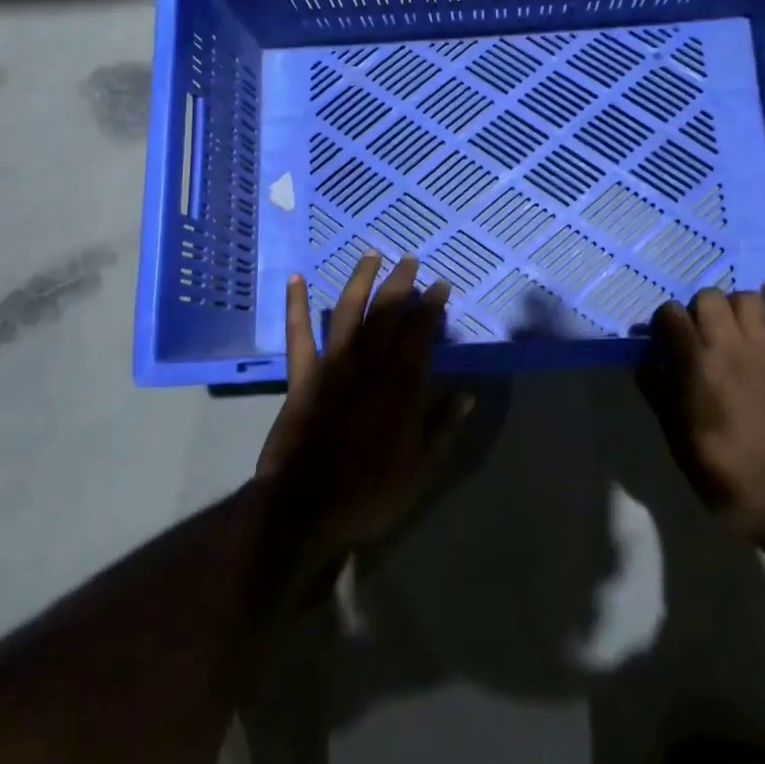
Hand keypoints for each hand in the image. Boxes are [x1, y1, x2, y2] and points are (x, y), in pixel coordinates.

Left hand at [257, 253, 473, 557]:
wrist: (305, 508)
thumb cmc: (369, 492)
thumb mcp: (421, 469)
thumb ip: (443, 426)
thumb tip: (468, 393)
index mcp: (401, 385)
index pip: (421, 333)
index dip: (431, 307)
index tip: (441, 286)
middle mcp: (369, 365)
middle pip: (387, 313)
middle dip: (401, 284)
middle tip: (411, 261)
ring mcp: (332, 366)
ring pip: (348, 312)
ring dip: (360, 280)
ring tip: (371, 254)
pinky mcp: (302, 376)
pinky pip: (298, 335)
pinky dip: (296, 306)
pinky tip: (296, 278)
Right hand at [637, 284, 764, 543]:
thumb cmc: (729, 479)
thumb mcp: (679, 442)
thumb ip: (660, 395)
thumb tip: (646, 364)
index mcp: (698, 366)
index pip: (671, 316)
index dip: (661, 324)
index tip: (661, 342)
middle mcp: (733, 348)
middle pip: (709, 298)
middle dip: (696, 310)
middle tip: (695, 335)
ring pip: (749, 301)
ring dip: (733, 305)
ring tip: (727, 323)